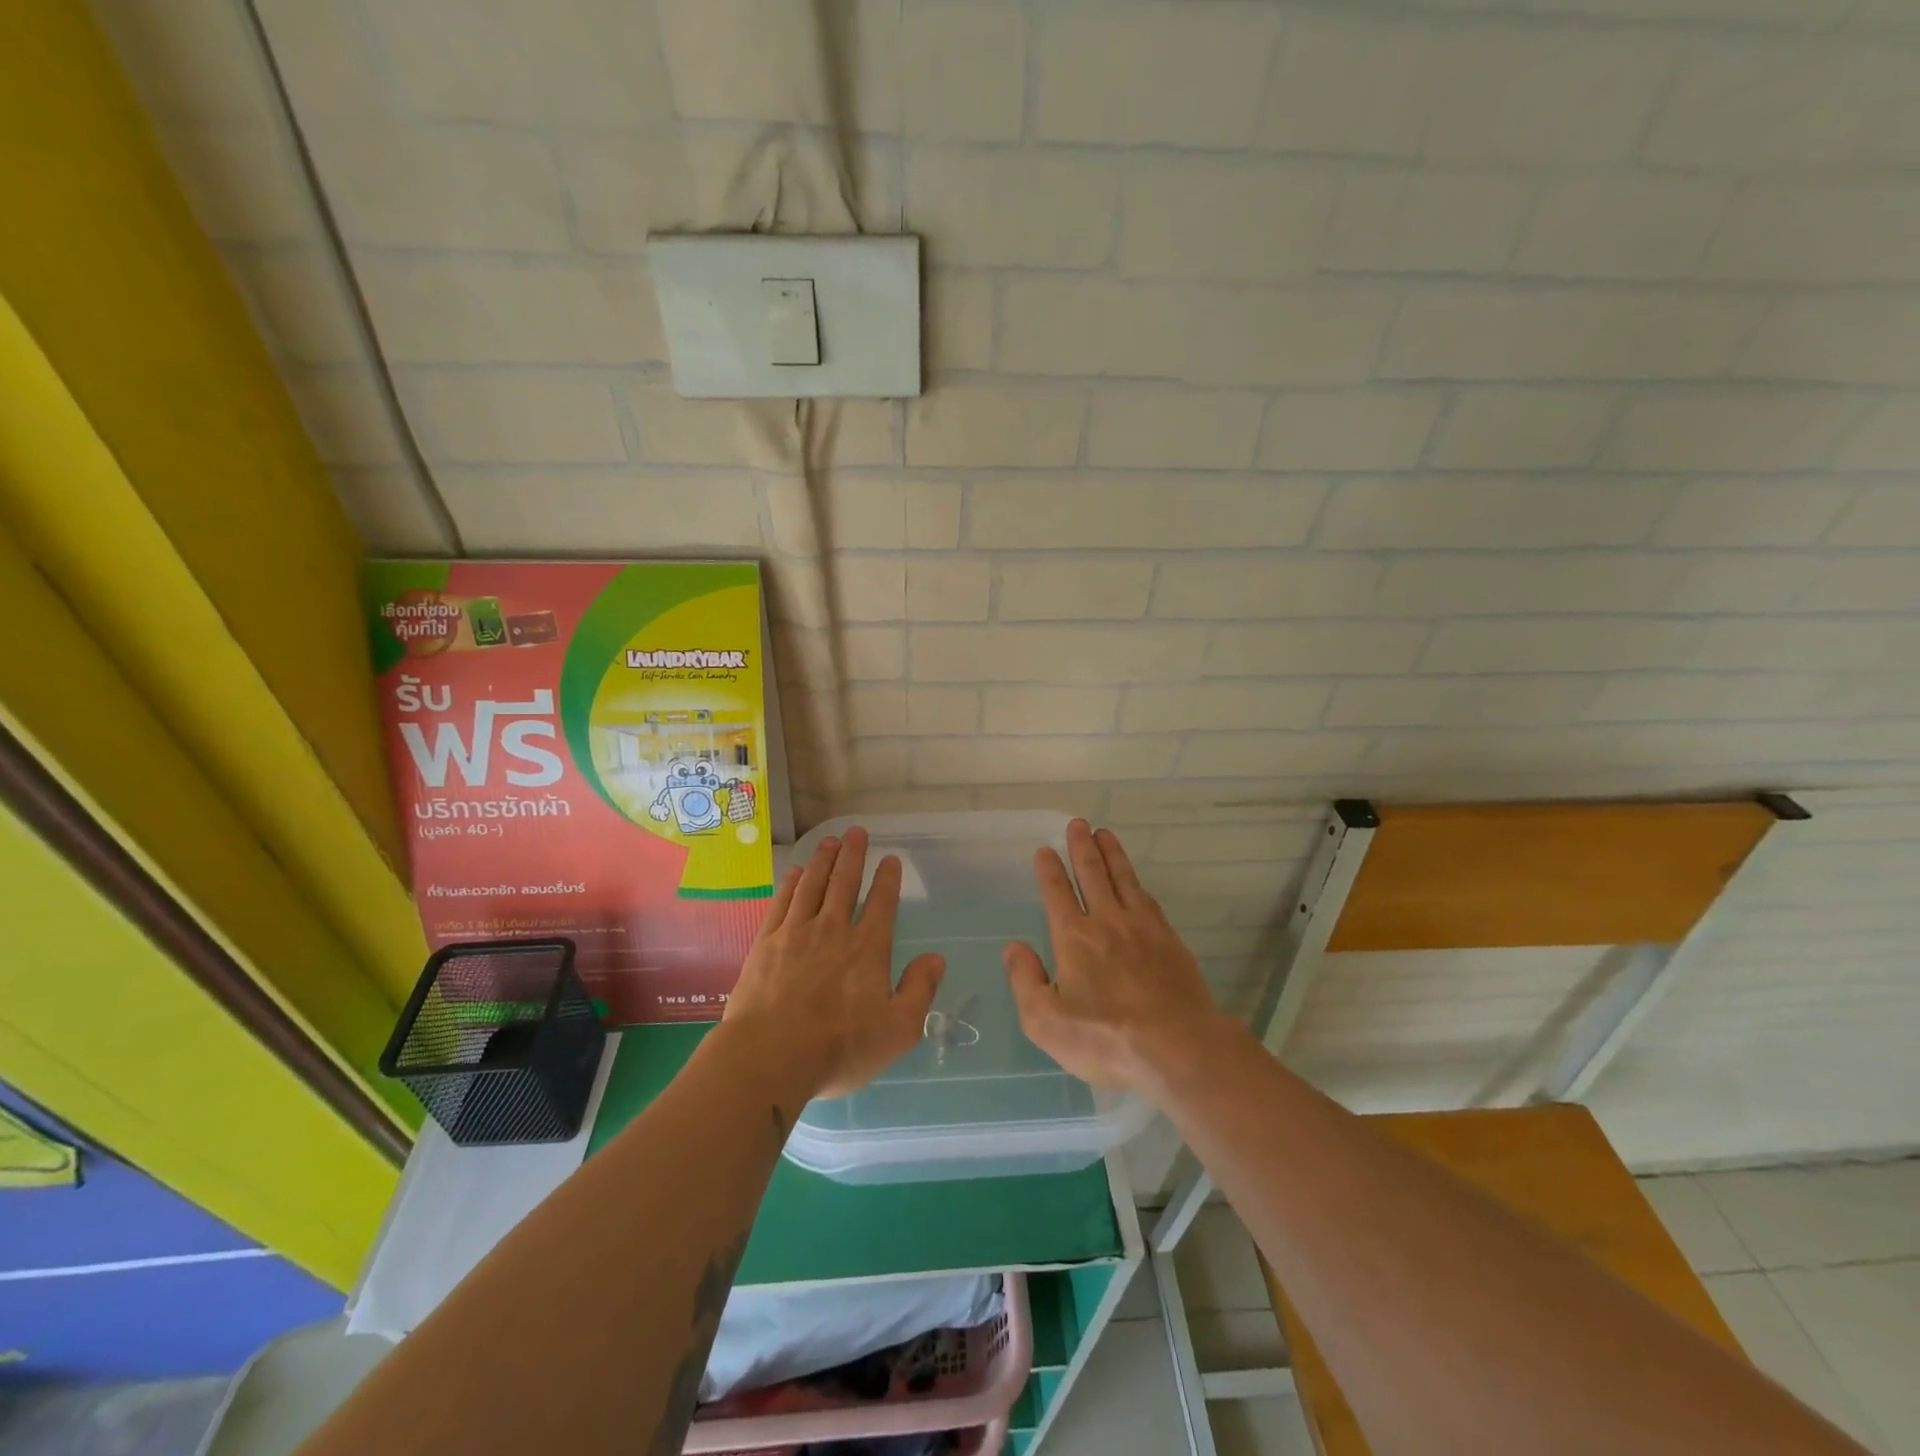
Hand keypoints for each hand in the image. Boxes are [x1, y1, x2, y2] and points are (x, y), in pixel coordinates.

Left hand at [725, 827, 944, 1099]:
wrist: (770, 1056)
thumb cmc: (840, 1047)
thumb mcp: (898, 1029)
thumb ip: (920, 990)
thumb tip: (936, 958)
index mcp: (868, 948)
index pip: (882, 903)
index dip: (888, 879)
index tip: (890, 858)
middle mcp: (833, 930)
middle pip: (845, 882)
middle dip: (853, 855)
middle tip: (856, 831)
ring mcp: (796, 933)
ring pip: (813, 885)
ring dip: (823, 860)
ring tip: (829, 841)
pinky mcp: (766, 943)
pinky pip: (782, 903)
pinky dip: (792, 884)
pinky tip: (796, 872)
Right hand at [1003, 819, 1226, 1092]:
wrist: (1178, 1047)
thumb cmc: (1105, 1039)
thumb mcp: (1046, 1021)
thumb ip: (1025, 980)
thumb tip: (1013, 947)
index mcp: (1074, 938)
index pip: (1057, 893)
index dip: (1050, 870)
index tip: (1045, 850)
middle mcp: (1107, 921)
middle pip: (1092, 874)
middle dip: (1081, 847)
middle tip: (1078, 823)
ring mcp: (1143, 928)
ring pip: (1123, 878)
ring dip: (1111, 854)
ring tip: (1104, 833)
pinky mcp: (1169, 940)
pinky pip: (1148, 898)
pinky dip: (1136, 881)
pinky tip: (1135, 880)